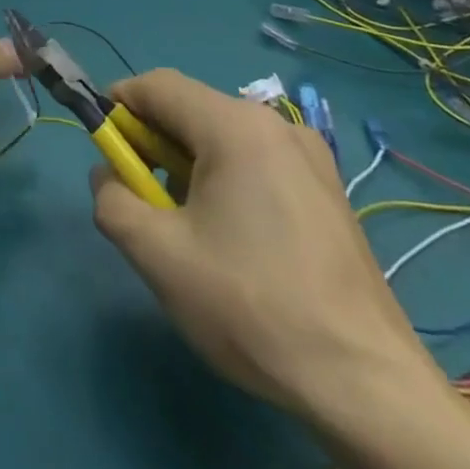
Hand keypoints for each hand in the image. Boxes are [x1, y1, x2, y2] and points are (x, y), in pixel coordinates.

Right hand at [89, 69, 432, 421]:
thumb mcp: (157, 255)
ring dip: (187, 165)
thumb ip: (112, 200)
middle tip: (140, 198)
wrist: (365, 384)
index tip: (104, 150)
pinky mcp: (328, 191)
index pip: (157, 85)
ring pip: (224, 138)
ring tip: (184, 227)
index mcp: (235, 126)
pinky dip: (225, 180)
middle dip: (152, 143)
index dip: (118, 106)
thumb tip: (108, 175)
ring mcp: (311, 157)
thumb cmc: (250, 306)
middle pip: (192, 110)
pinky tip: (232, 240)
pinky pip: (257, 162)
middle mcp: (276, 125)